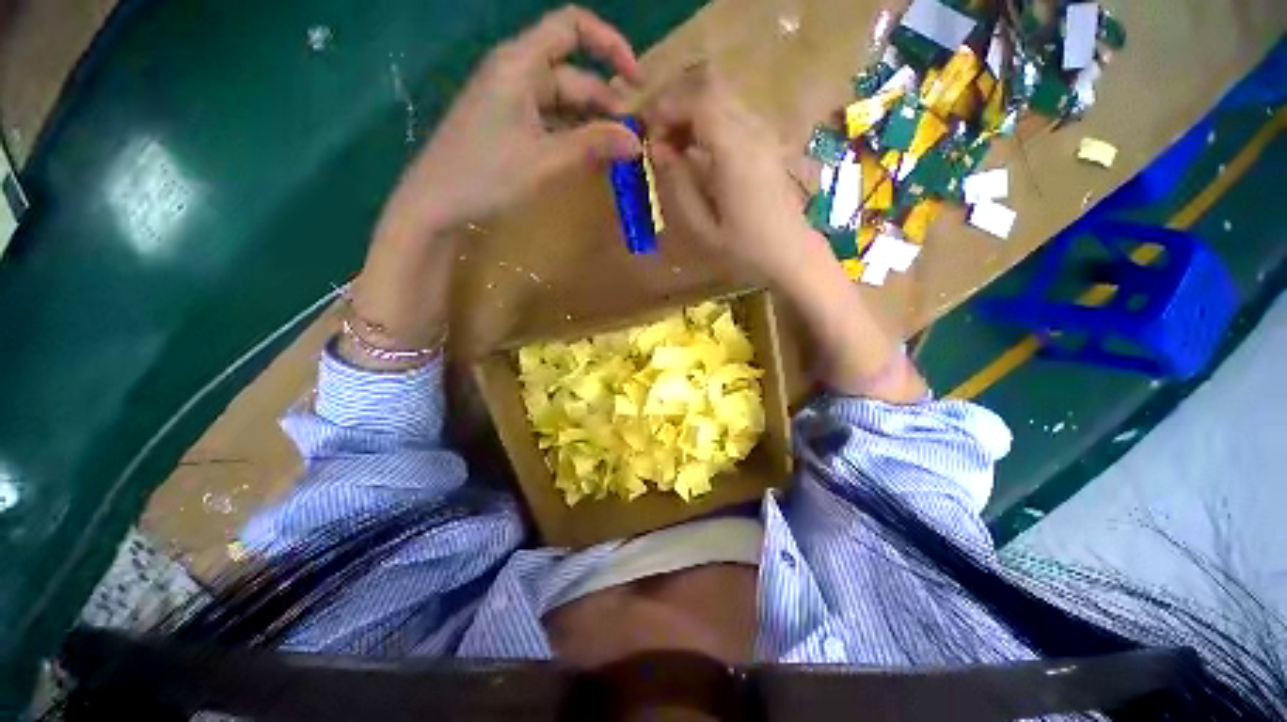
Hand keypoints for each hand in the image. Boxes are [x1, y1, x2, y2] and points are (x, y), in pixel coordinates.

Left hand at [376, 5, 645, 244]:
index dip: (609, 45)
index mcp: (520, 64)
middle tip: (636, 138)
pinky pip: (552, 123)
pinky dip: (574, 137)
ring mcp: (513, 102)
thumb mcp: (544, 159)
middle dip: (607, 102)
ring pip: (565, 103)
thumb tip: (637, 141)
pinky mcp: (511, 127)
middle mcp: (517, 74)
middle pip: (574, 74)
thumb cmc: (486, 175)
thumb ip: (592, 145)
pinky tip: (592, 158)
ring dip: (593, 124)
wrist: (436, 204)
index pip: (571, 27)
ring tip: (620, 152)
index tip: (636, 82)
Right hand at [643, 68, 828, 285]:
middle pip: (712, 94)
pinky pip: (735, 119)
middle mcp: (753, 133)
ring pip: (724, 103)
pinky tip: (699, 154)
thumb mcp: (701, 227)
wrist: (791, 256)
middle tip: (657, 141)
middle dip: (678, 109)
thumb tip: (657, 149)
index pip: (698, 103)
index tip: (645, 131)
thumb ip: (677, 184)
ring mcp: (765, 136)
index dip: (667, 108)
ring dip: (693, 117)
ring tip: (673, 149)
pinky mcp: (769, 146)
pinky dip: (710, 126)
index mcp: (734, 153)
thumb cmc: (744, 250)